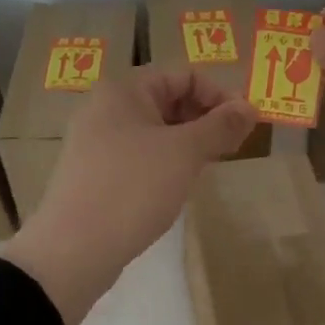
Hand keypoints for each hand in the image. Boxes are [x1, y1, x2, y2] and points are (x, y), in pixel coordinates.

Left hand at [0, 66, 257, 324]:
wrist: (74, 249)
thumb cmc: (133, 188)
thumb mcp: (185, 153)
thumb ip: (220, 126)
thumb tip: (250, 107)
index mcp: (124, 90)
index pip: (184, 75)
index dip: (219, 95)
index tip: (245, 126)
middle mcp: (105, 109)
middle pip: (168, 100)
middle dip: (205, 119)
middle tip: (232, 148)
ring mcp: (96, 143)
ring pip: (154, 131)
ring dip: (187, 143)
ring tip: (208, 168)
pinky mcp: (94, 174)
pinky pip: (139, 156)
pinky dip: (165, 163)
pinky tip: (177, 186)